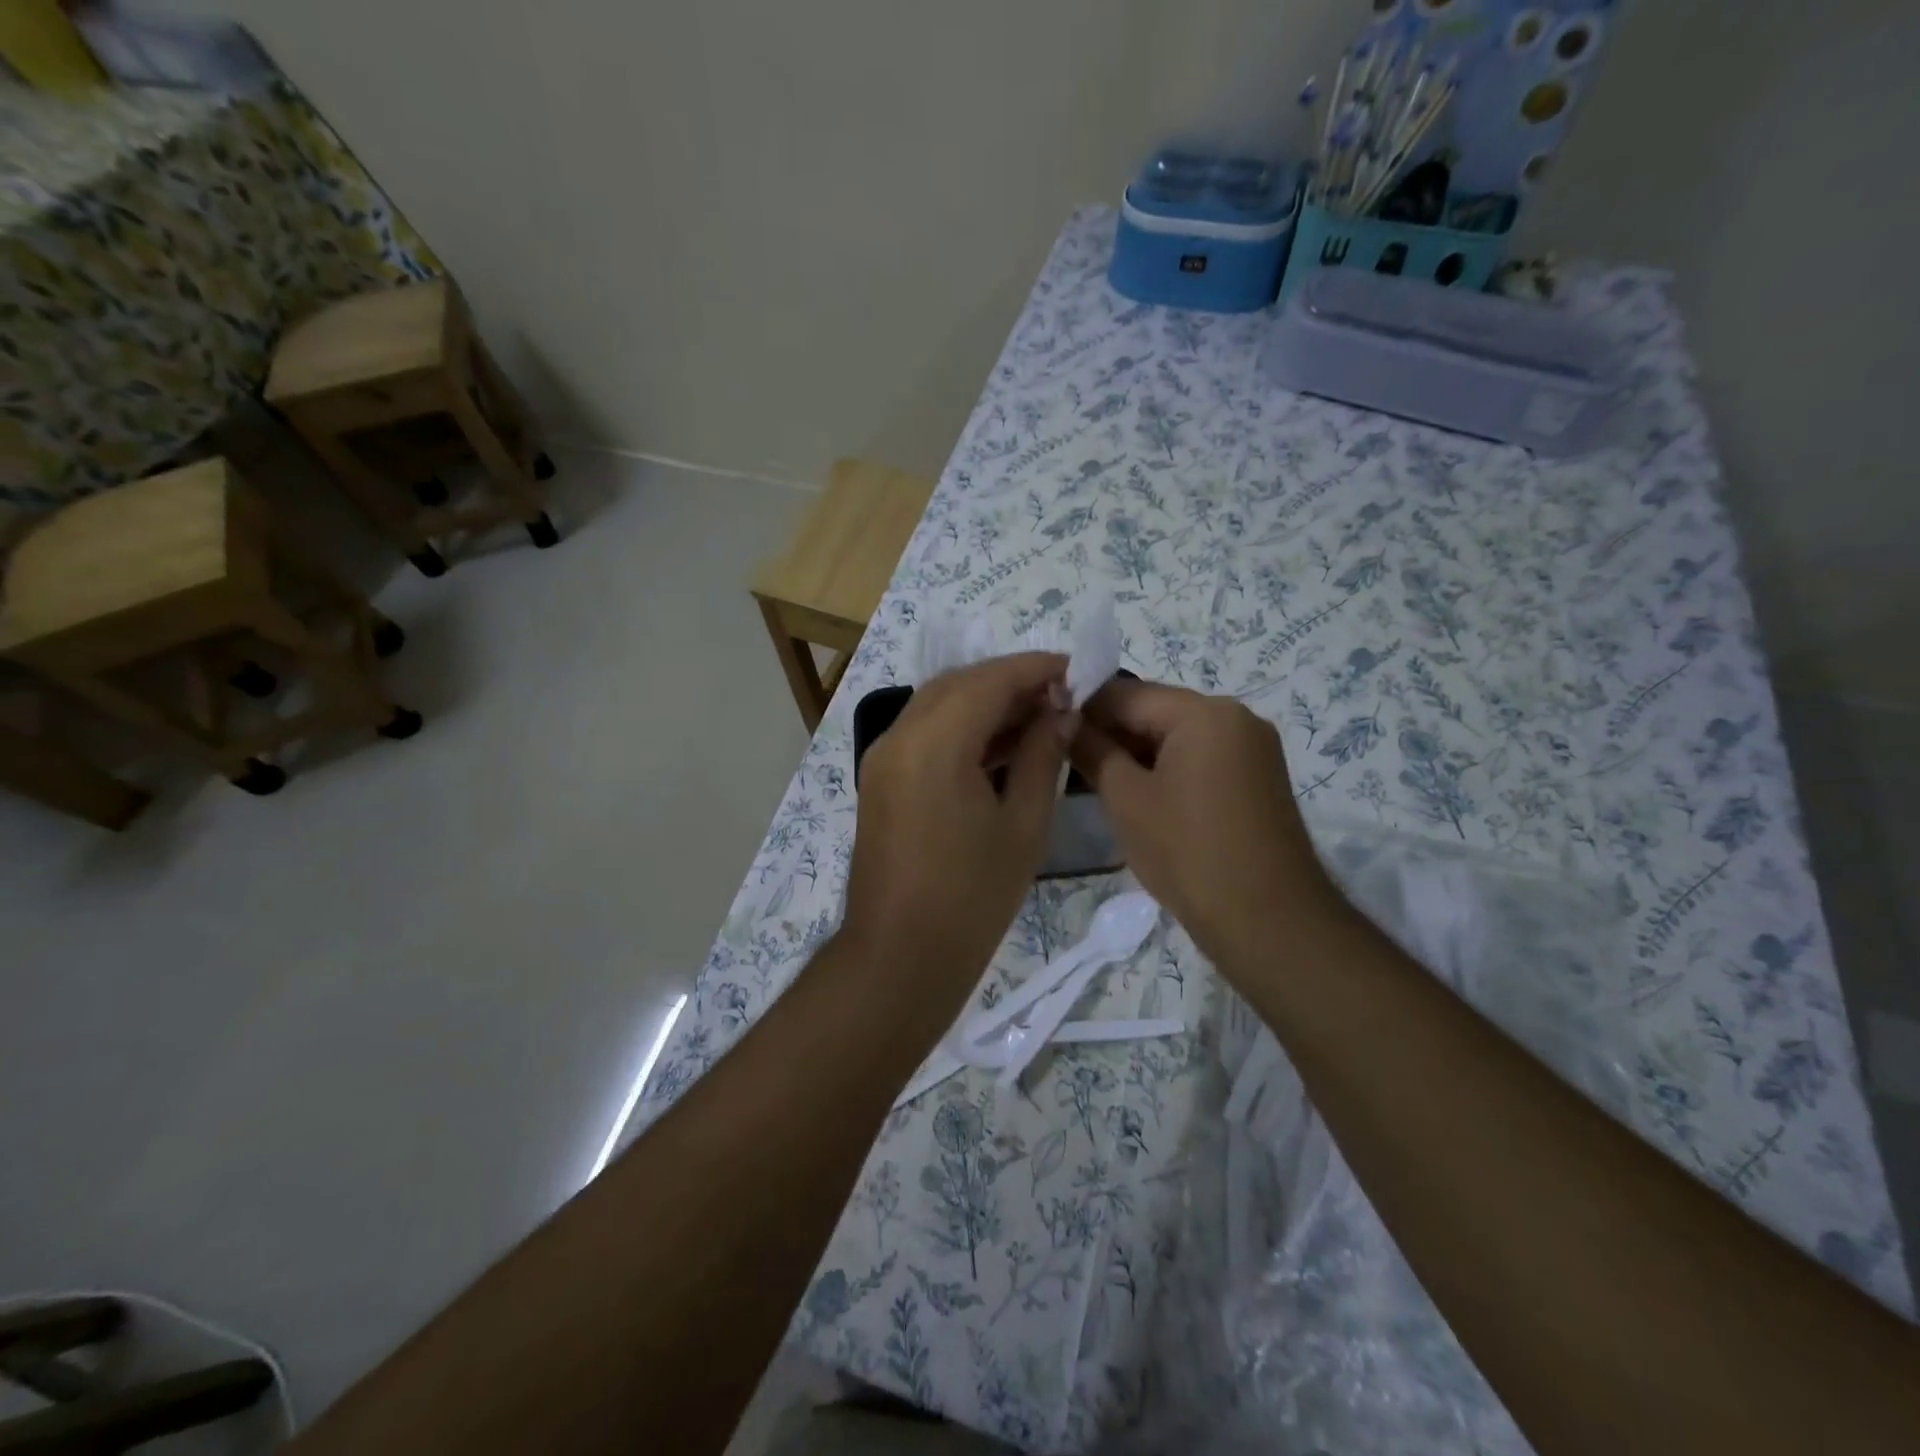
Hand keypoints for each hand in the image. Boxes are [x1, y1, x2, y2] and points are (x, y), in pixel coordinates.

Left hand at [841, 653, 1074, 1008]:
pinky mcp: (880, 779)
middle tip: (1058, 696)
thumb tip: (1060, 712)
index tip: (1075, 669)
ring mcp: (883, 758)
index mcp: (934, 744)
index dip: (1034, 669)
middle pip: (958, 684)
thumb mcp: (1022, 825)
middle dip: (1009, 681)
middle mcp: (899, 737)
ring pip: (937, 705)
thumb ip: (1041, 756)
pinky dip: (960, 727)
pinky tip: (999, 744)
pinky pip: (923, 733)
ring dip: (984, 702)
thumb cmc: (971, 897)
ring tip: (1037, 717)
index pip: (988, 681)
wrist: (900, 956)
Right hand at [1070, 680, 1335, 959]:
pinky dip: (1165, 768)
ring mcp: (1252, 748)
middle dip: (1110, 732)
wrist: (1268, 922)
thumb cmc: (1187, 852)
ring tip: (1093, 780)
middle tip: (1066, 759)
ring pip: (1176, 736)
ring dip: (1136, 753)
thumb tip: (1065, 721)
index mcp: (1204, 712)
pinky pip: (1200, 758)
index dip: (1082, 708)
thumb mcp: (1126, 799)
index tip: (1047, 730)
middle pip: (1155, 711)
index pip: (1127, 693)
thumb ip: (1093, 751)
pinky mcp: (1257, 778)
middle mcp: (1235, 717)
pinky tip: (1136, 794)